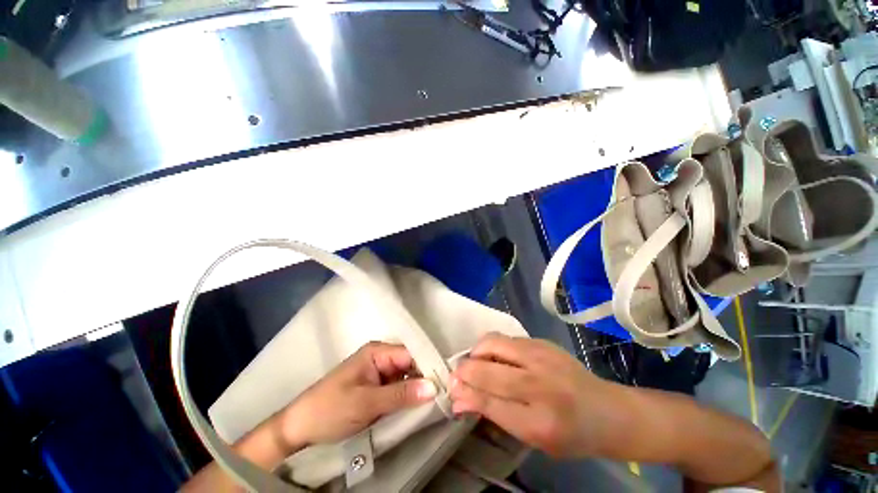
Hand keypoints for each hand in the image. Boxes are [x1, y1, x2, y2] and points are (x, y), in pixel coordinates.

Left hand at [276, 342, 437, 451]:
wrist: (300, 428)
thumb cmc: (331, 409)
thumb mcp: (367, 402)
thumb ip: (401, 394)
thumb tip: (434, 387)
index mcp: (377, 352)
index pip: (410, 354)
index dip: (427, 367)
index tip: (445, 384)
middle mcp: (380, 357)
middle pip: (410, 364)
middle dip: (424, 379)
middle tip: (443, 397)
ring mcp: (378, 373)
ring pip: (405, 377)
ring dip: (416, 389)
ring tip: (436, 403)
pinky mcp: (375, 388)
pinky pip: (397, 388)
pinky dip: (407, 397)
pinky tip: (418, 407)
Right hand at [450, 333, 614, 457]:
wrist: (607, 410)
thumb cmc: (570, 434)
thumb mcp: (533, 438)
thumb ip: (495, 414)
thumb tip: (459, 400)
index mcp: (540, 422)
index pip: (489, 402)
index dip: (465, 394)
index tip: (451, 391)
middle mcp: (540, 384)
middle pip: (488, 370)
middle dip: (465, 371)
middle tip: (458, 374)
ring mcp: (542, 356)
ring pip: (493, 343)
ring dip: (477, 352)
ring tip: (477, 363)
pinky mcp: (542, 341)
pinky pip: (506, 338)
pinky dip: (492, 346)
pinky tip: (496, 357)